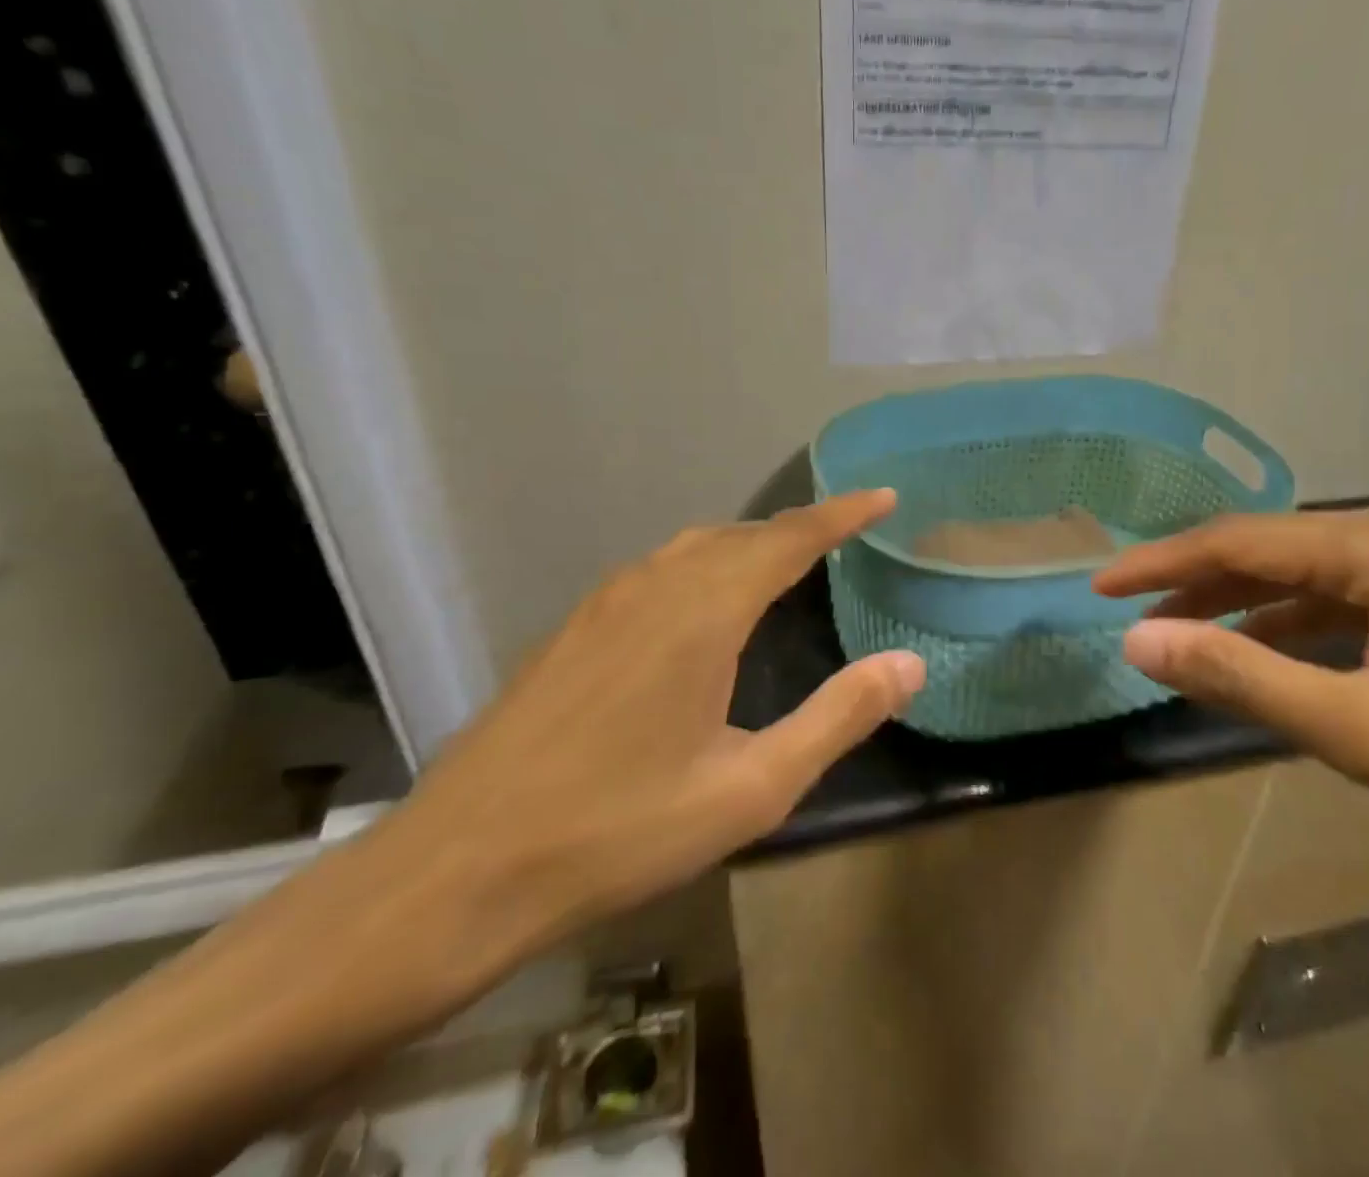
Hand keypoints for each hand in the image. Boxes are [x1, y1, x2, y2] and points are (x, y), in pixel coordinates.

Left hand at [392, 488, 923, 953]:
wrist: (458, 870)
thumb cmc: (620, 831)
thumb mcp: (752, 788)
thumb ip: (838, 717)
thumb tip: (910, 663)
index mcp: (703, 612)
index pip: (790, 537)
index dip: (842, 513)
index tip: (884, 496)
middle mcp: (655, 586)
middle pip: (743, 534)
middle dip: (800, 527)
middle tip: (846, 534)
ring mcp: (605, 603)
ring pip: (695, 546)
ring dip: (750, 542)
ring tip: (787, 561)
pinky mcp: (573, 628)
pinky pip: (659, 569)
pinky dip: (704, 563)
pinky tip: (704, 603)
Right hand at [1093, 495, 1368, 902]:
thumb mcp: (1366, 732)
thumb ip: (1242, 677)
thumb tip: (1137, 639)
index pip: (1245, 541)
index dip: (1163, 563)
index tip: (1100, 585)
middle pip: (1276, 549)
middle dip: (1200, 583)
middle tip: (1132, 613)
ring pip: (1309, 571)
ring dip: (1245, 604)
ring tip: (1180, 633)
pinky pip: (1349, 593)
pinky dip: (1297, 621)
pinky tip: (1261, 647)